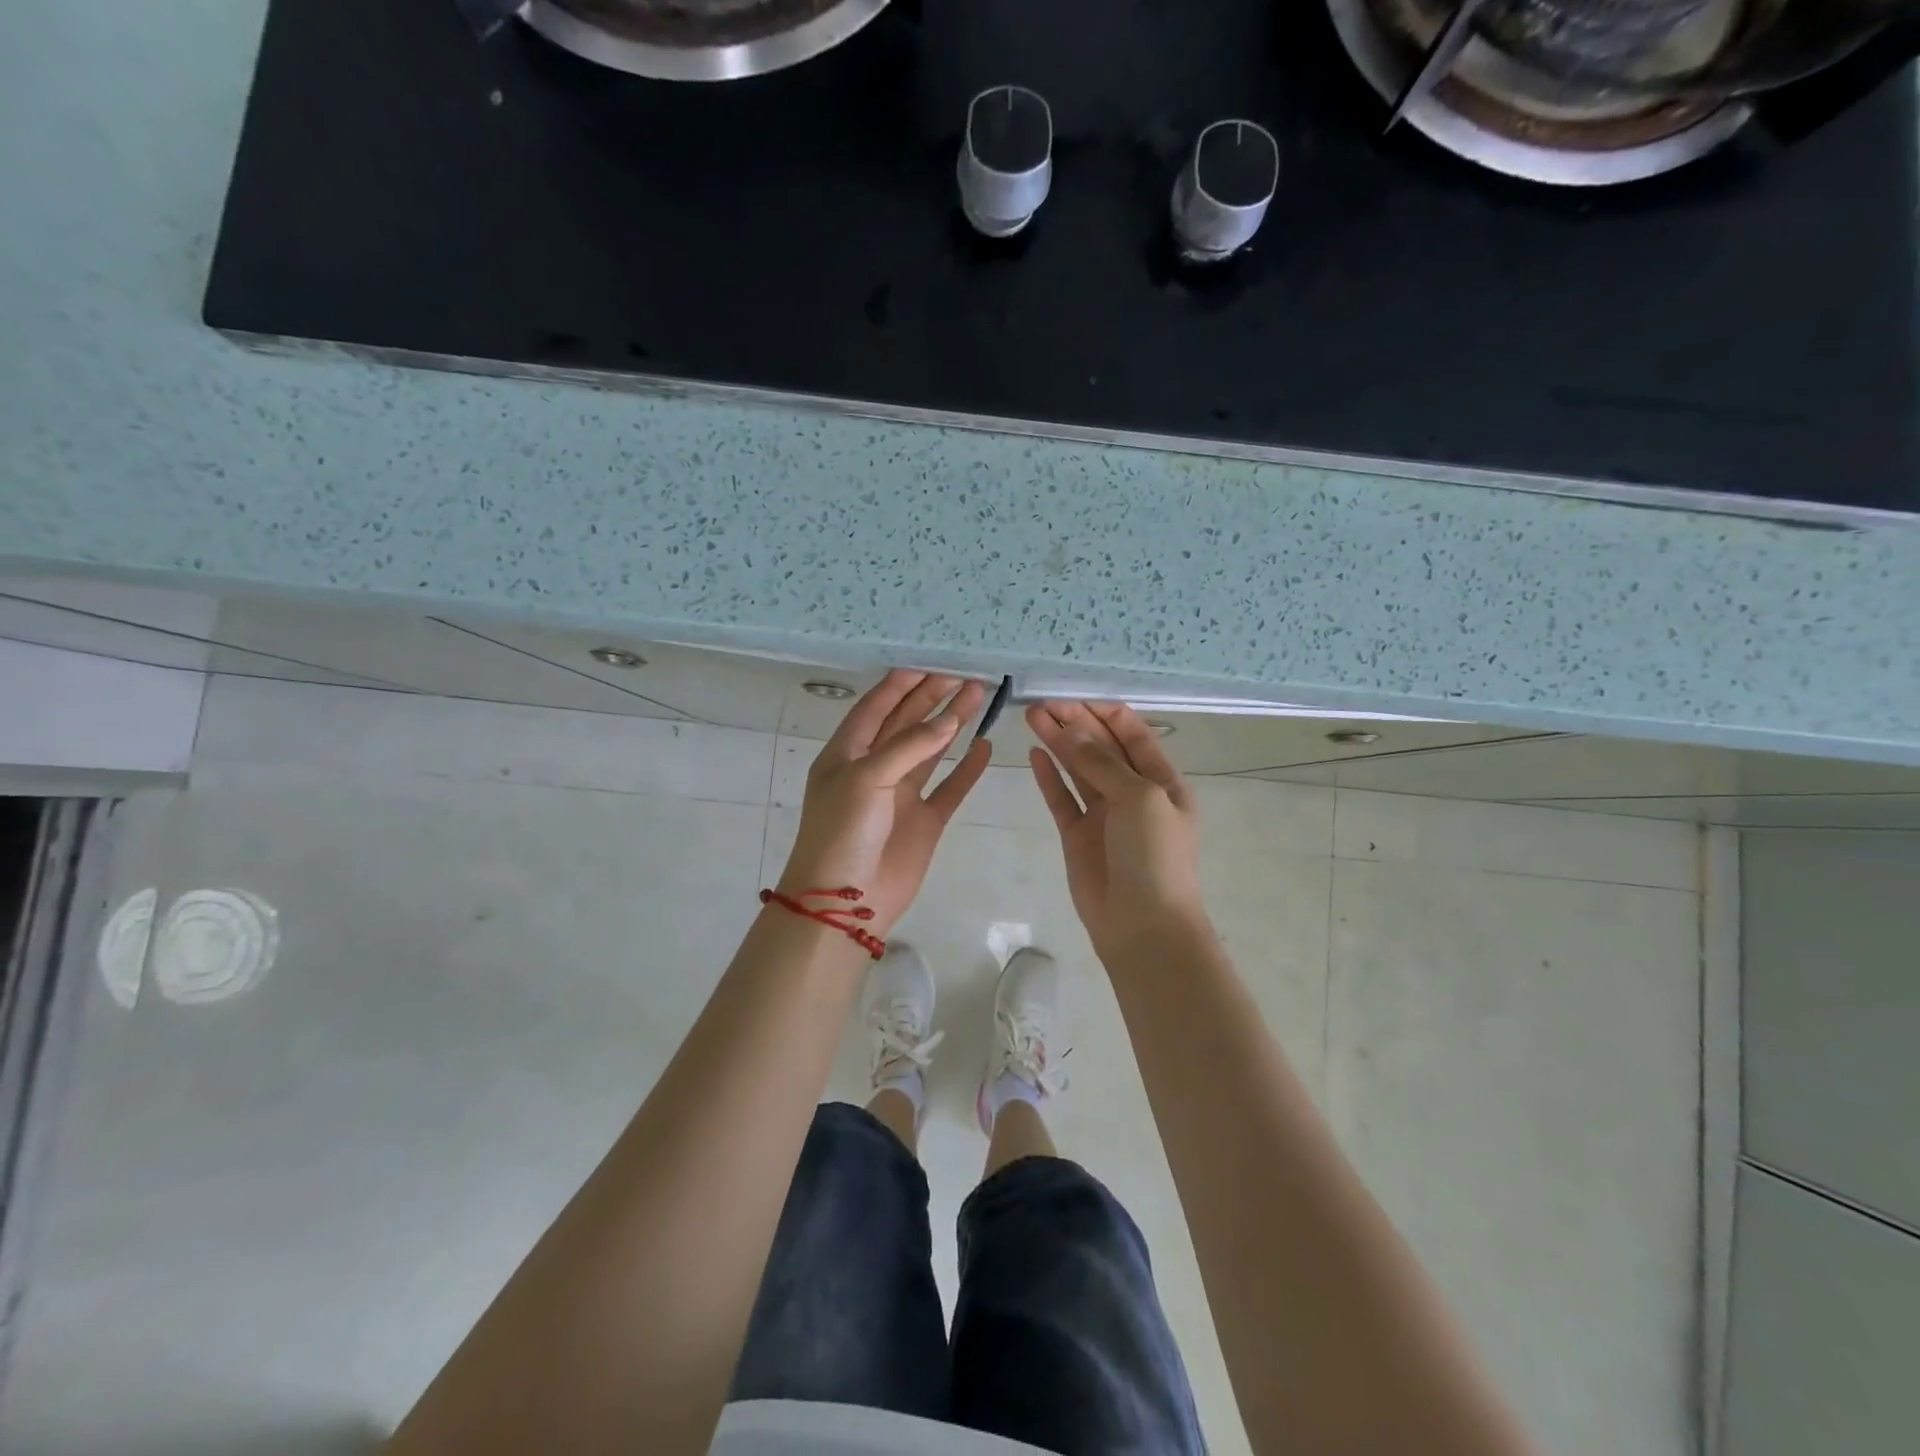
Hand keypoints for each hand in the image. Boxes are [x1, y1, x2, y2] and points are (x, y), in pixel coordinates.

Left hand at [778, 671, 991, 936]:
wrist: (845, 900)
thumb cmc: (843, 831)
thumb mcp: (866, 778)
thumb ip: (909, 746)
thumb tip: (949, 719)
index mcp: (847, 753)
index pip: (876, 707)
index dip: (902, 684)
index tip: (931, 662)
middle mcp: (874, 768)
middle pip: (906, 723)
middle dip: (933, 698)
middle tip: (965, 674)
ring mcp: (900, 795)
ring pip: (931, 750)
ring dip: (952, 724)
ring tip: (979, 696)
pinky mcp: (924, 820)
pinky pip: (949, 788)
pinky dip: (966, 769)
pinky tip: (984, 747)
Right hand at [1026, 700, 1208, 957]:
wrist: (1143, 926)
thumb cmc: (1154, 856)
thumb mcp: (1139, 798)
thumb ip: (1101, 762)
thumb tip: (1069, 730)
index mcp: (1161, 780)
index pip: (1131, 733)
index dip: (1102, 712)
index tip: (1071, 696)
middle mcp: (1133, 792)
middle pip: (1101, 746)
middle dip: (1075, 722)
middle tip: (1042, 703)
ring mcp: (1104, 814)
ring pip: (1078, 768)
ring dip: (1058, 742)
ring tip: (1031, 716)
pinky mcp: (1078, 835)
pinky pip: (1061, 798)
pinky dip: (1049, 776)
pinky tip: (1035, 753)